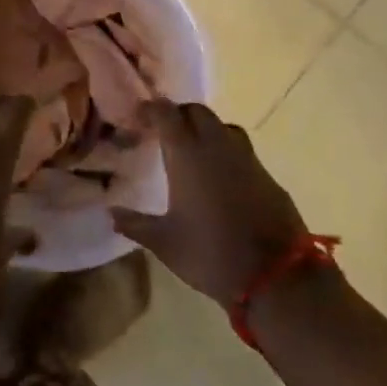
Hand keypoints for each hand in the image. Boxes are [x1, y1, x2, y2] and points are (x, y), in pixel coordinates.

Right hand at [111, 101, 306, 307]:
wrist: (276, 276)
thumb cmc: (211, 253)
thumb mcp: (165, 243)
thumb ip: (135, 224)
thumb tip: (111, 213)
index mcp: (187, 153)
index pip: (166, 113)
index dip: (151, 109)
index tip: (138, 116)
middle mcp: (217, 145)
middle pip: (197, 111)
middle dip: (178, 114)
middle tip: (164, 131)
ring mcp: (247, 158)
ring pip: (223, 126)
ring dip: (206, 129)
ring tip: (193, 149)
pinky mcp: (267, 175)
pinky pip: (242, 150)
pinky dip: (226, 152)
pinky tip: (221, 176)